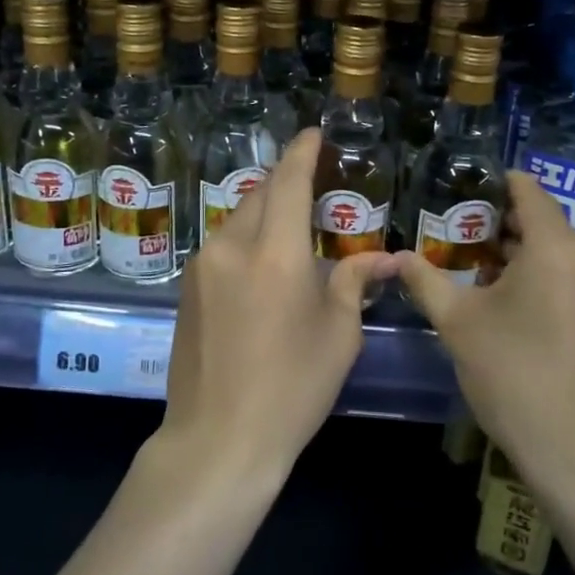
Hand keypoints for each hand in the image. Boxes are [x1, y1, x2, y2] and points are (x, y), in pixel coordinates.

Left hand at [162, 129, 397, 483]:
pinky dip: (247, 237)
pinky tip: (263, 263)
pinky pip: (223, 244)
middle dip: (285, 180)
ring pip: (238, 217)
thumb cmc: (291, 389)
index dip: (303, 152)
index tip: (314, 134)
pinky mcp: (187, 287)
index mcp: (275, 254)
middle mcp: (232, 247)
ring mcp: (202, 266)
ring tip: (291, 225)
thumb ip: (354, 282)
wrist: (218, 440)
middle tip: (313, 182)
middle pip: (260, 194)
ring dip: (265, 210)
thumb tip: (387, 258)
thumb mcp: (337, 335)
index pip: (289, 182)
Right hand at [396, 172, 574, 495]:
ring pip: (563, 251)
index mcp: (558, 248)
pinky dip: (551, 276)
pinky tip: (521, 304)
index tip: (464, 192)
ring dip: (527, 255)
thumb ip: (426, 280)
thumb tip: (397, 256)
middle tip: (461, 239)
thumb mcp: (459, 324)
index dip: (495, 185)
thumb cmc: (515, 377)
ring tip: (485, 275)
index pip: (528, 192)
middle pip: (545, 223)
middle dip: (503, 227)